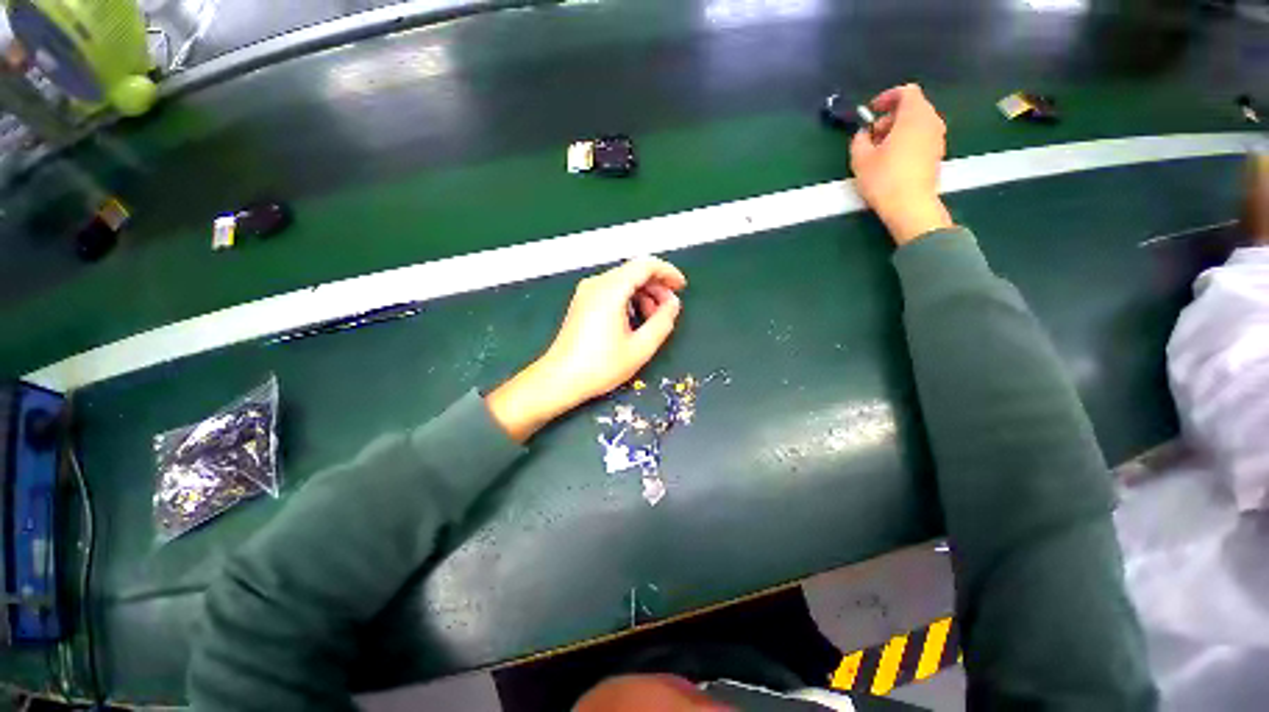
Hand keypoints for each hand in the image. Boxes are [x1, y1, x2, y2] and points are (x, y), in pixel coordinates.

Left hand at [487, 257, 687, 441]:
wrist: (560, 379)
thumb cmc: (600, 366)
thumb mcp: (640, 347)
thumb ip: (663, 322)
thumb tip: (673, 303)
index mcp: (611, 290)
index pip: (645, 265)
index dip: (668, 272)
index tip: (681, 287)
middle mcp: (597, 284)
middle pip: (634, 271)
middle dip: (656, 286)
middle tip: (669, 309)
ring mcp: (587, 292)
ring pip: (623, 280)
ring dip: (643, 294)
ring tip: (653, 318)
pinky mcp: (583, 302)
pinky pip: (612, 290)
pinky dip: (629, 298)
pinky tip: (635, 319)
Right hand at [850, 83, 953, 244]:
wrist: (910, 205)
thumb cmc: (884, 178)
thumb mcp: (860, 159)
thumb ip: (859, 140)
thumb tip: (863, 134)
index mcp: (914, 115)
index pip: (906, 92)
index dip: (888, 97)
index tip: (872, 111)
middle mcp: (931, 121)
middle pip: (913, 107)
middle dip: (891, 117)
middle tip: (872, 136)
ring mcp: (938, 138)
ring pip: (918, 124)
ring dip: (899, 131)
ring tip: (880, 151)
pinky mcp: (937, 155)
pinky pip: (922, 138)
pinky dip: (908, 141)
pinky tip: (892, 161)